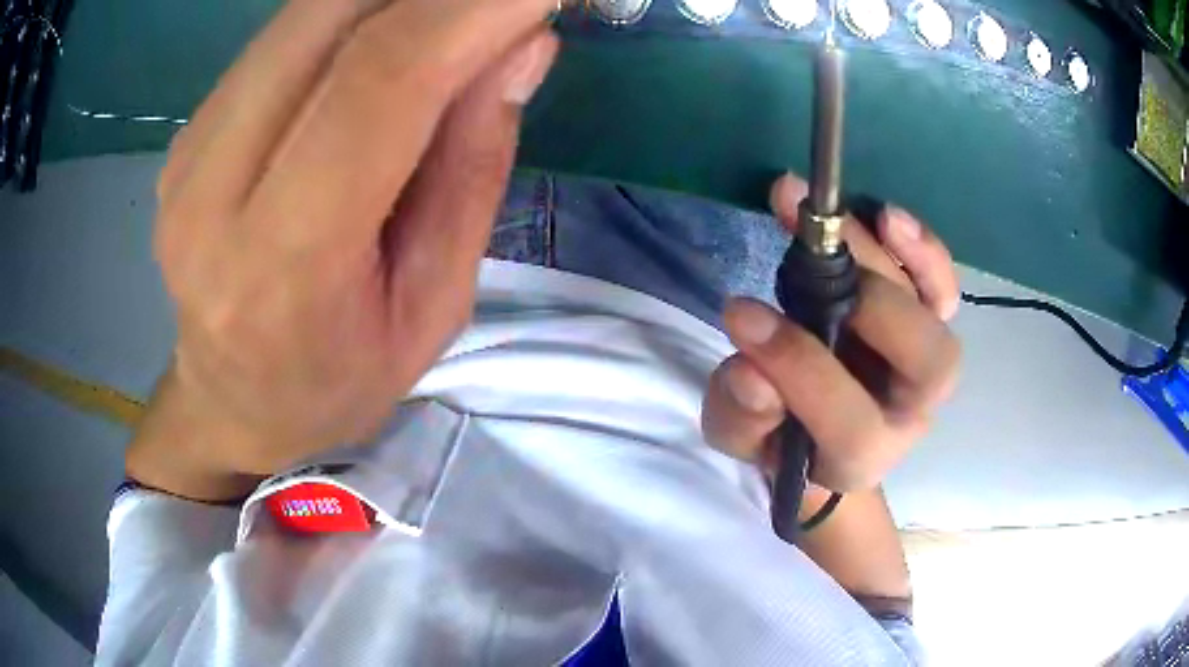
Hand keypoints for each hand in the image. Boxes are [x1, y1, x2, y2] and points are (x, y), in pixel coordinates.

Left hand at [128, 0, 559, 499]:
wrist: (231, 401)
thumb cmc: (337, 379)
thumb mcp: (434, 306)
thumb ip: (473, 167)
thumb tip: (522, 46)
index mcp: (282, 262)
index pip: (380, 82)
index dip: (473, 11)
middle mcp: (211, 188)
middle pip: (331, 16)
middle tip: (505, 1)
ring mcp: (188, 151)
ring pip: (304, 11)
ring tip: (456, 21)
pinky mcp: (187, 131)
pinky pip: (282, 35)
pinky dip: (355, 13)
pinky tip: (390, 40)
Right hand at [702, 174, 960, 494]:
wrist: (822, 430)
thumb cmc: (780, 438)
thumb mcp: (741, 436)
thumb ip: (742, 415)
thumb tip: (751, 372)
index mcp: (860, 457)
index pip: (851, 423)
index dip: (801, 367)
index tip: (741, 314)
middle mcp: (910, 411)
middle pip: (926, 364)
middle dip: (872, 305)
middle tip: (808, 259)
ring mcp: (926, 363)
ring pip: (935, 311)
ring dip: (890, 257)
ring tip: (835, 215)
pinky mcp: (928, 322)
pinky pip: (941, 286)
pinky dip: (922, 250)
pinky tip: (885, 217)